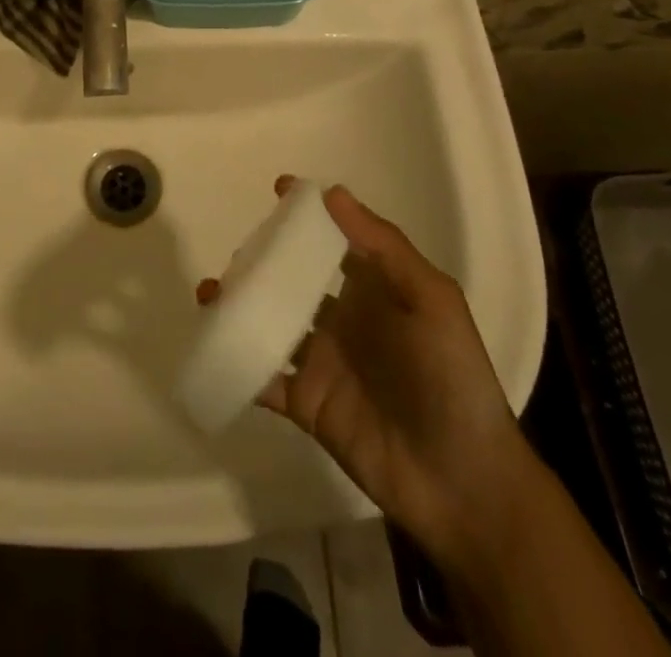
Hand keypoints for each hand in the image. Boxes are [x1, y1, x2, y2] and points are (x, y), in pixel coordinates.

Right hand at [196, 179, 528, 559]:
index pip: (335, 242)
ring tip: (209, 293)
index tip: (278, 189)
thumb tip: (332, 193)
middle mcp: (344, 320)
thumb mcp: (431, 300)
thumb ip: (383, 246)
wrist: (461, 482)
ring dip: (239, 307)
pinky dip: (238, 363)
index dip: (310, 216)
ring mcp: (322, 362)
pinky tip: (213, 345)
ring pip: (270, 324)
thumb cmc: (450, 377)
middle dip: (263, 261)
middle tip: (236, 252)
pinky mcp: (307, 405)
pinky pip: (264, 378)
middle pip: (294, 280)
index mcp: (374, 291)